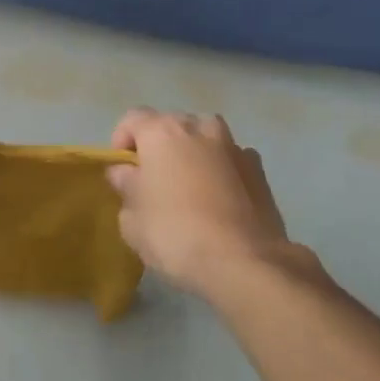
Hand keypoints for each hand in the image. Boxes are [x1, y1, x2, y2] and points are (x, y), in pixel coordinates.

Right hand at [107, 110, 295, 295]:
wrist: (243, 261)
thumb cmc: (175, 234)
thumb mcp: (131, 219)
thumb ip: (125, 187)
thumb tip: (126, 174)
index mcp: (162, 132)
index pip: (132, 119)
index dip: (122, 142)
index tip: (122, 172)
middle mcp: (199, 127)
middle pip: (171, 125)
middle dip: (159, 147)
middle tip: (154, 182)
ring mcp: (234, 145)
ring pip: (204, 139)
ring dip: (193, 154)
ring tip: (189, 189)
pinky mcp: (258, 168)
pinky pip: (229, 160)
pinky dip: (221, 171)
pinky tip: (219, 201)